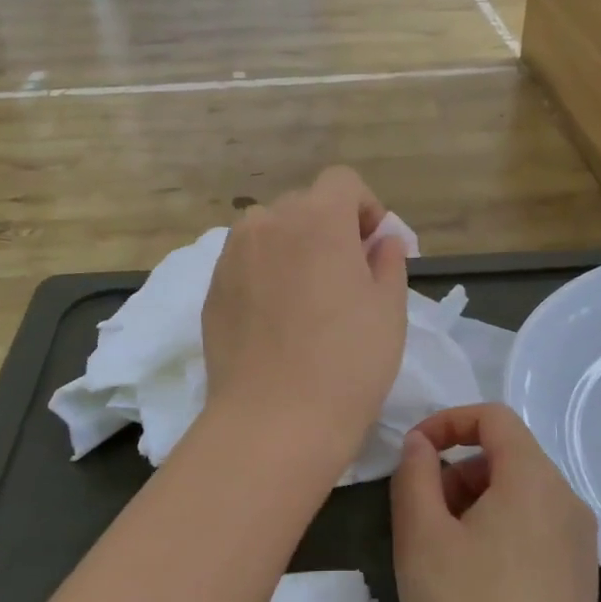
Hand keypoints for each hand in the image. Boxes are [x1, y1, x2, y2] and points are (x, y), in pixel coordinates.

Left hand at [201, 167, 408, 462]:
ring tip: (307, 297)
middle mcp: (268, 224)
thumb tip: (381, 241)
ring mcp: (232, 256)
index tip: (373, 247)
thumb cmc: (348, 362)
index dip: (364, 207)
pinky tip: (276, 320)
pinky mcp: (212, 290)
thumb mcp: (389, 309)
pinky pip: (245, 264)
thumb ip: (388, 261)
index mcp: (317, 218)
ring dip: (293, 248)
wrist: (274, 420)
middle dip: (329, 228)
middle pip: (304, 205)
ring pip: (269, 233)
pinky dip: (265, 274)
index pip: (342, 182)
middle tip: (345, 277)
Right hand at [392, 404, 600, 601]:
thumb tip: (422, 445)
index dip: (448, 422)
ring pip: (520, 493)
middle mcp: (566, 500)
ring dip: (475, 501)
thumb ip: (416, 475)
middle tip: (422, 514)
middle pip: (507, 455)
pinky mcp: (580, 577)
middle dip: (458, 470)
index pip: (493, 417)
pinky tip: (475, 580)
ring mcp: (580, 541)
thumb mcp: (421, 537)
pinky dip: (499, 529)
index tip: (413, 454)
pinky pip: (535, 527)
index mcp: (534, 479)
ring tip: (443, 551)